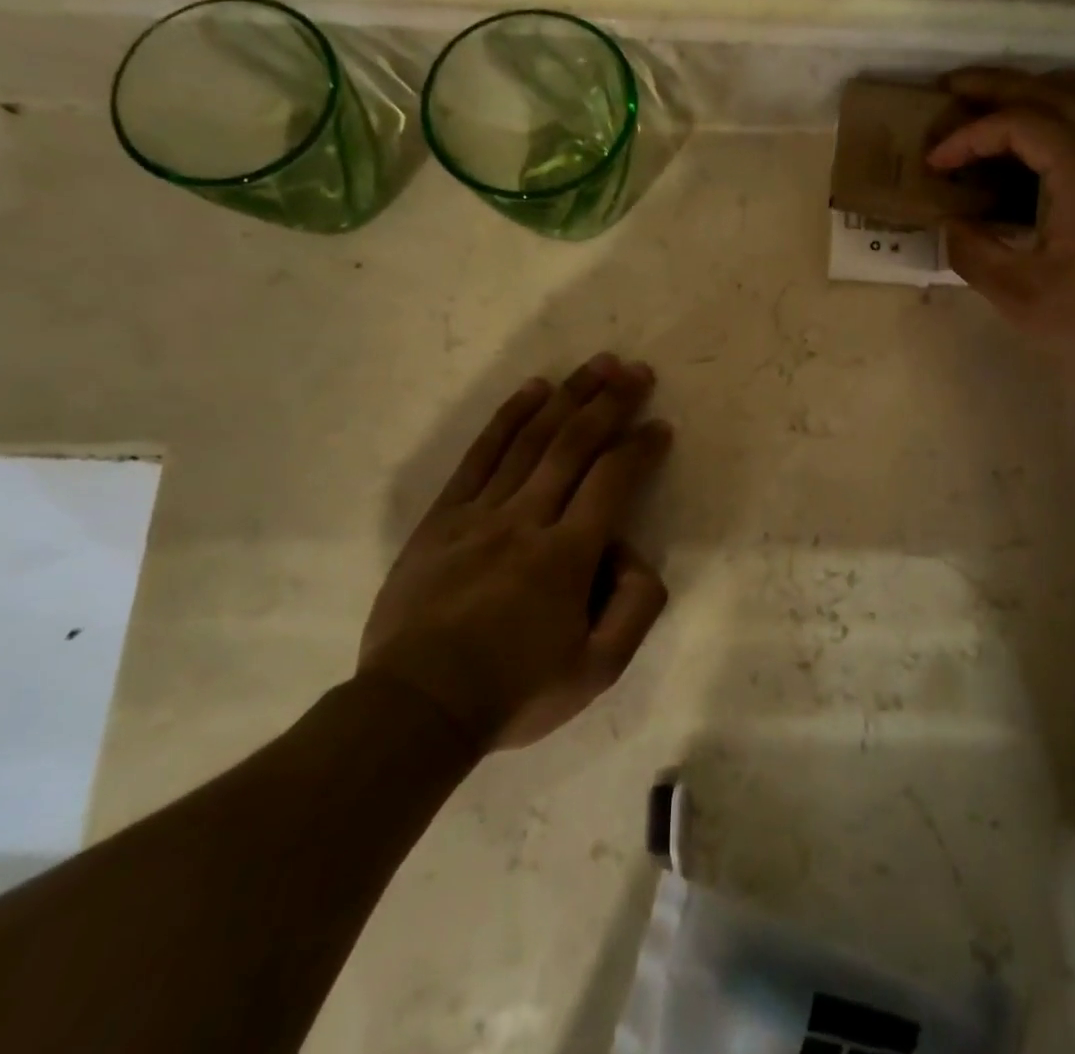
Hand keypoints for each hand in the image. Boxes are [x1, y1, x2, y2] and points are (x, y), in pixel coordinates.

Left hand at [358, 354, 672, 751]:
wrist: (415, 710)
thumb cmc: (512, 692)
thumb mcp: (596, 673)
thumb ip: (635, 610)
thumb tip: (635, 556)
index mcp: (566, 556)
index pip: (613, 481)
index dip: (641, 447)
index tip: (660, 426)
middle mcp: (526, 520)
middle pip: (574, 445)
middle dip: (611, 402)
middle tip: (636, 370)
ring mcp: (480, 513)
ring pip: (532, 439)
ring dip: (568, 396)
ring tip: (597, 364)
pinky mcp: (444, 516)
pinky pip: (480, 455)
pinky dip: (509, 418)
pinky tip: (533, 391)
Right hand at [928, 68, 1074, 423]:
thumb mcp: (1019, 296)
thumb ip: (974, 250)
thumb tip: (951, 223)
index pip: (1021, 124)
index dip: (970, 136)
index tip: (934, 162)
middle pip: (1062, 93)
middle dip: (1002, 87)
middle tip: (955, 89)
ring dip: (1066, 85)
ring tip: (1027, 100)